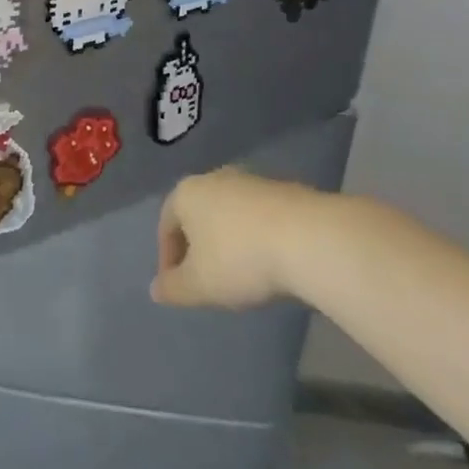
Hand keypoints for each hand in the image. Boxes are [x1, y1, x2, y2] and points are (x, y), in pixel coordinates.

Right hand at [150, 168, 327, 310]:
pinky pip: (261, 217)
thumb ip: (173, 289)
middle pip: (198, 215)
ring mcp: (252, 182)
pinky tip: (272, 262)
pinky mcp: (287, 191)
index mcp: (186, 194)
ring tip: (243, 273)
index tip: (177, 285)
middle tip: (207, 278)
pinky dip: (258, 238)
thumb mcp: (200, 285)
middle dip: (199, 246)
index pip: (166, 225)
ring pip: (231, 214)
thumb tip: (156, 290)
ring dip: (231, 241)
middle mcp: (214, 179)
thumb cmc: (241, 259)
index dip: (167, 258)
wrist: (311, 239)